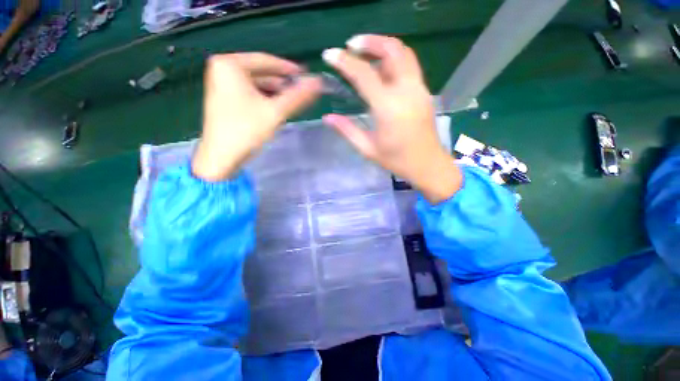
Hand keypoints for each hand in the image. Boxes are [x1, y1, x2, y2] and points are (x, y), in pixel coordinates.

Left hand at [193, 53, 321, 180]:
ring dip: (276, 93)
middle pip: (261, 73)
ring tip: (295, 101)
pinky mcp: (226, 100)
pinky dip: (266, 100)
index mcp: (229, 65)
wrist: (221, 158)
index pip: (265, 60)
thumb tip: (318, 82)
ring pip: (257, 85)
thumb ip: (298, 96)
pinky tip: (279, 107)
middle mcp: (222, 70)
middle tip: (303, 91)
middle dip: (283, 83)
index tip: (306, 74)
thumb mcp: (275, 112)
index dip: (288, 68)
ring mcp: (222, 86)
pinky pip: (251, 94)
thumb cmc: (246, 130)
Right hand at [321, 35, 461, 203]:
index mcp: (388, 108)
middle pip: (392, 50)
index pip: (364, 74)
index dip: (345, 61)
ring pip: (404, 53)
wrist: (427, 164)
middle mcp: (406, 91)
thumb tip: (327, 118)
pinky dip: (394, 60)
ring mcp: (419, 89)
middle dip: (370, 41)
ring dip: (384, 47)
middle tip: (352, 45)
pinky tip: (382, 71)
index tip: (330, 55)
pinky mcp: (424, 92)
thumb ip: (347, 130)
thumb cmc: (396, 160)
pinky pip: (409, 66)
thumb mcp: (368, 149)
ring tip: (366, 54)